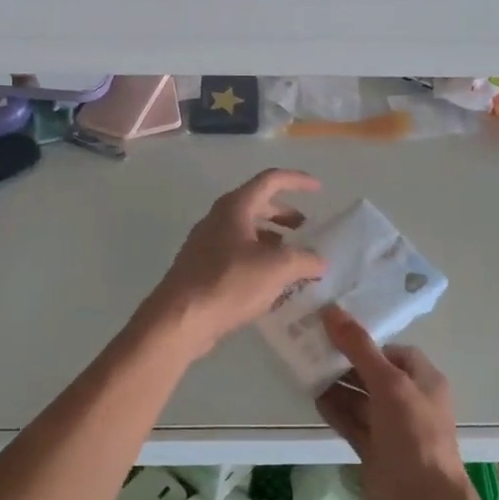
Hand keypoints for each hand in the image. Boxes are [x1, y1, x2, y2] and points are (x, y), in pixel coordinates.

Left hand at [144, 170, 326, 357]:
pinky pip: (236, 254)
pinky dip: (258, 259)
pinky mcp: (202, 268)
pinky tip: (271, 283)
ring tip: (293, 260)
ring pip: (246, 232)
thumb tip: (319, 261)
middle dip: (285, 215)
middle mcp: (218, 219)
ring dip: (272, 240)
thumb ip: (304, 260)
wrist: (179, 319)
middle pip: (257, 205)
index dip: (297, 181)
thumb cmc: (229, 283)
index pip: (270, 180)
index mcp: (235, 207)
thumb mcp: (277, 269)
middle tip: (306, 230)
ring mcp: (206, 243)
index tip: (319, 189)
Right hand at [316, 306, 472, 499]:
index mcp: (423, 380)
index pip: (393, 351)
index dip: (366, 341)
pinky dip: (334, 410)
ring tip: (303, 366)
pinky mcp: (374, 450)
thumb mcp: (389, 384)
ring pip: (359, 398)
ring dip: (335, 385)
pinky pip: (351, 423)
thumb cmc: (414, 435)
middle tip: (310, 345)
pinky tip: (311, 396)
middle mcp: (408, 401)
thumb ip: (359, 347)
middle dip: (345, 361)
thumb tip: (331, 310)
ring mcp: (390, 428)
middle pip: (372, 373)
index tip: (333, 331)